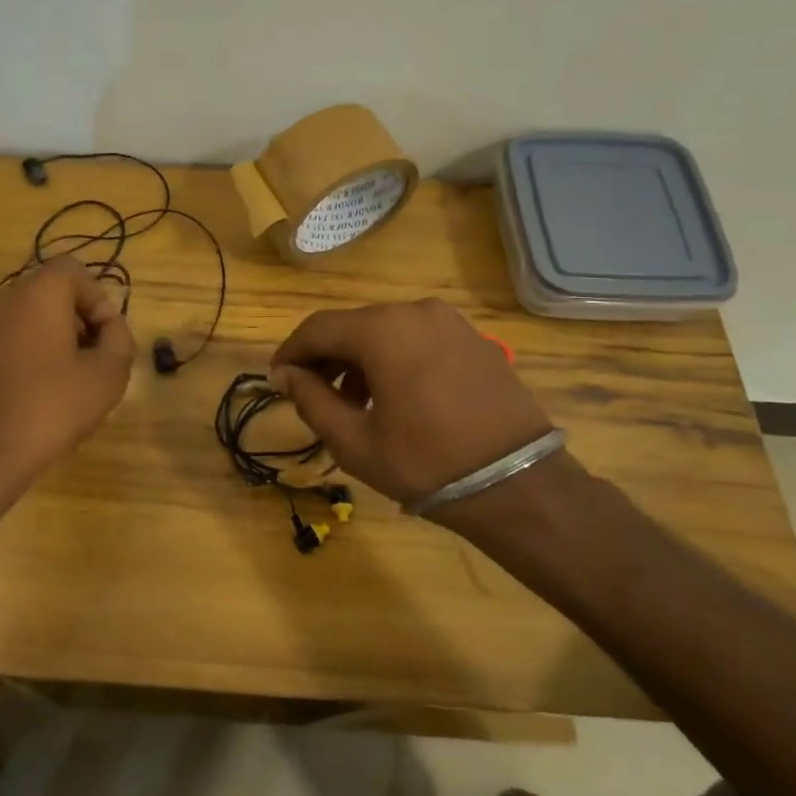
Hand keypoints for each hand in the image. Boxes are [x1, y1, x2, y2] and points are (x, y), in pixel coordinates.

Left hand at [0, 256, 134, 480]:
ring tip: (69, 384)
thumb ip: (119, 340)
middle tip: (94, 362)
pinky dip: (30, 357)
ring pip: (29, 320)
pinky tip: (38, 398)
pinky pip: (9, 342)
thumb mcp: (107, 375)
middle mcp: (4, 299)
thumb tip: (110, 328)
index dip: (98, 300)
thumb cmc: (50, 406)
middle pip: (51, 295)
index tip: (106, 339)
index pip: (74, 271)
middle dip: (79, 322)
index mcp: (38, 293)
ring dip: (55, 341)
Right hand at [270, 300, 554, 505]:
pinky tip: (395, 396)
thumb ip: (311, 399)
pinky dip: (395, 358)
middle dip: (326, 358)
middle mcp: (415, 311)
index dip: (291, 352)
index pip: (318, 329)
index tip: (276, 379)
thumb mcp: (354, 441)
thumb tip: (284, 374)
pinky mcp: (474, 340)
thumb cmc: (426, 463)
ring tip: (353, 402)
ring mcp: (451, 323)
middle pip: (353, 326)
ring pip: (386, 331)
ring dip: (360, 359)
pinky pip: (418, 339)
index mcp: (382, 330)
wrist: (519, 485)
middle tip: (312, 394)